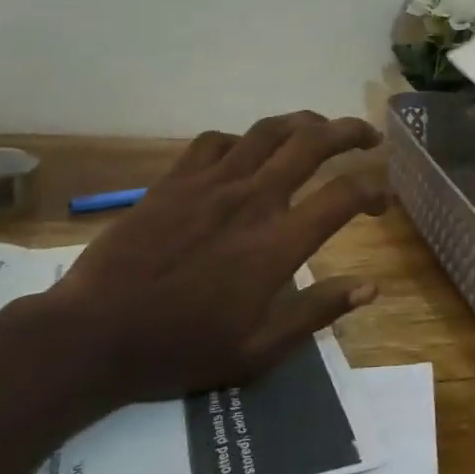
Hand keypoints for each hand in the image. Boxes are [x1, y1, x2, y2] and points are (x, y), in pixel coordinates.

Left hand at [34, 111, 388, 403]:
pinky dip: (242, 140)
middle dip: (350, 131)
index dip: (373, 190)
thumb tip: (371, 287)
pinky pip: (217, 141)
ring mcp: (211, 184)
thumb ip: (317, 312)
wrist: (92, 334)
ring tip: (320, 128)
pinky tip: (246, 153)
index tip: (382, 201)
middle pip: (313, 143)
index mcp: (277, 242)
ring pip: (269, 131)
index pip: (343, 195)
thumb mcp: (258, 350)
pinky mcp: (175, 180)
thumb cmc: (180, 348)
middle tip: (369, 137)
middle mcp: (252, 199)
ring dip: (303, 123)